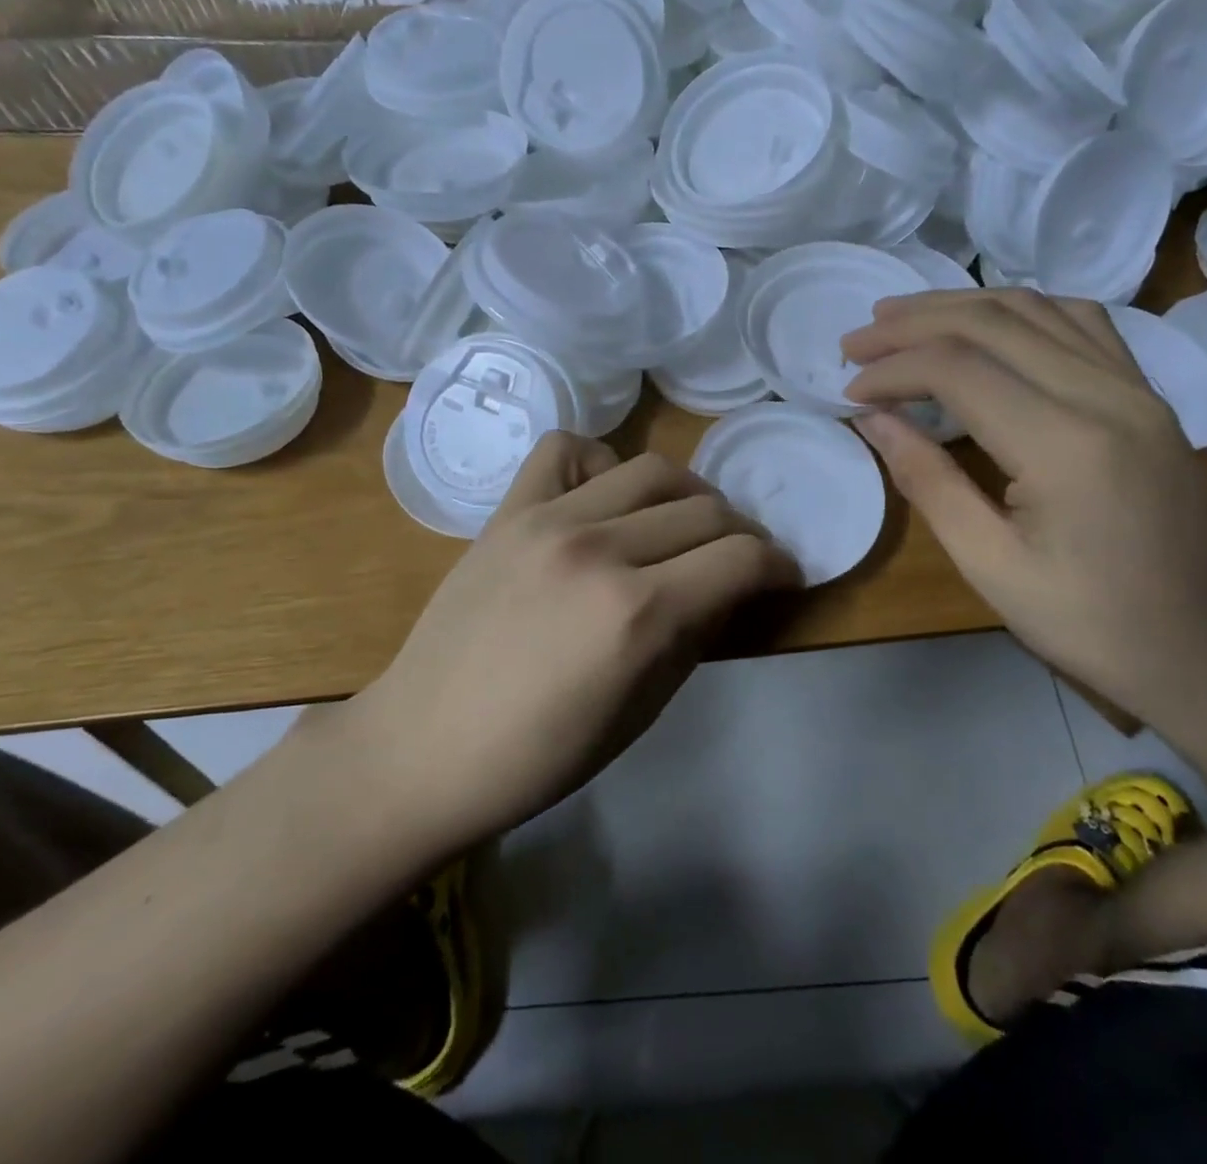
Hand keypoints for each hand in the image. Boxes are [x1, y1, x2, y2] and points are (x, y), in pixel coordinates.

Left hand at [336, 434, 800, 846]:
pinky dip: (599, 462)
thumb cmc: (539, 756)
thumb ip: (694, 636)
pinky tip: (603, 497)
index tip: (784, 576)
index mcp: (638, 614)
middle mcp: (599, 550)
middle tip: (738, 561)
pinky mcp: (507, 511)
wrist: (422, 748)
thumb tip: (729, 589)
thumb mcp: (642, 711)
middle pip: (705, 510)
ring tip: (682, 524)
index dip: (779, 565)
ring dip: (686, 494)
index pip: (742, 558)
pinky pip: (565, 449)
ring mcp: (547, 521)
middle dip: (741, 535)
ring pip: (650, 469)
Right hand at [842, 290, 1206, 724]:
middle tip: (856, 341)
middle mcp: (1106, 394)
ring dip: (959, 305)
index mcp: (1065, 444)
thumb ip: (928, 481)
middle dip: (912, 323)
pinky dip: (1019, 311)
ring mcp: (1136, 388)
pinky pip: (1080, 322)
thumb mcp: (990, 565)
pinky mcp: (1148, 395)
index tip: (849, 391)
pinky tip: (988, 326)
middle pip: (992, 321)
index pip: (958, 369)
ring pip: (1036, 308)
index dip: (892, 368)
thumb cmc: (1090, 623)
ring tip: (902, 317)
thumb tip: (873, 420)